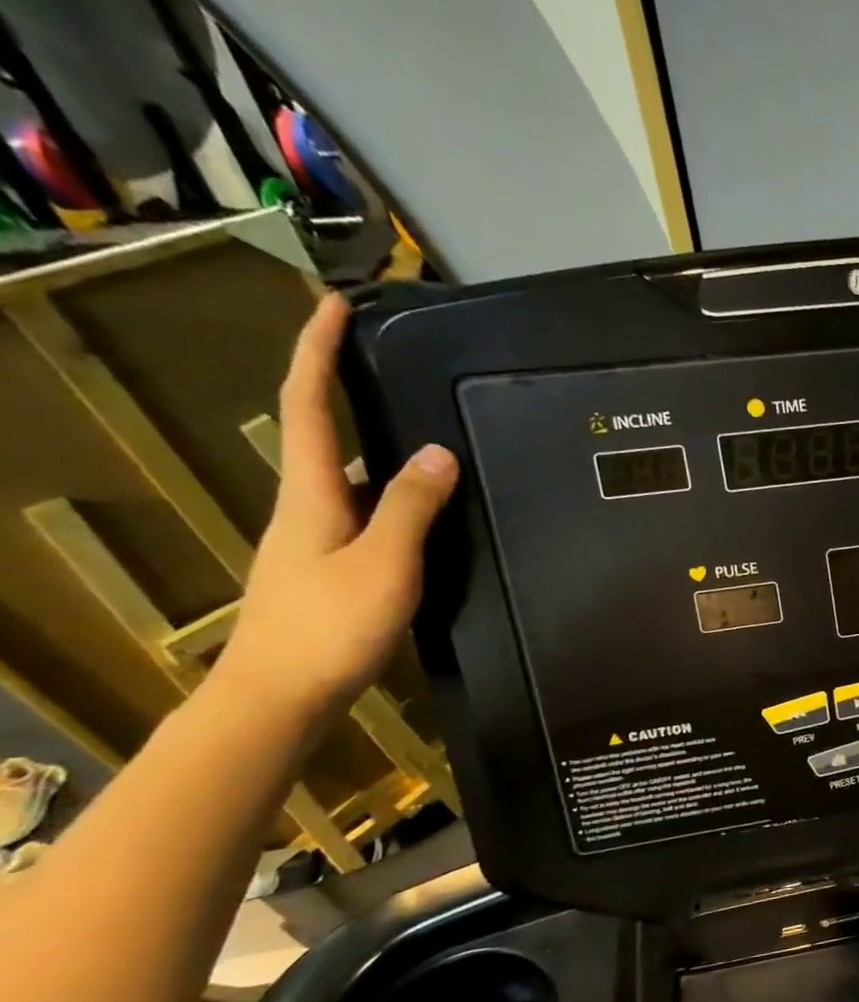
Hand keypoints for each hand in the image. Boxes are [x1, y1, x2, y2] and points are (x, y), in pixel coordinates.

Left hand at [216, 293, 458, 719]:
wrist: (280, 696)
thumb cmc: (330, 626)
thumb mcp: (385, 563)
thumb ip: (411, 506)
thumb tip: (435, 451)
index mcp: (312, 494)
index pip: (307, 406)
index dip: (316, 352)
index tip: (333, 305)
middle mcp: (308, 507)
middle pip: (324, 436)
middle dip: (347, 391)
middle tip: (389, 365)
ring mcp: (316, 540)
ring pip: (352, 480)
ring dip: (380, 451)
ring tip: (431, 439)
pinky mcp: (331, 569)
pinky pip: (367, 516)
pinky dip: (395, 499)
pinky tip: (429, 514)